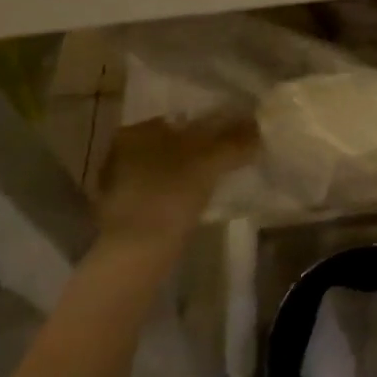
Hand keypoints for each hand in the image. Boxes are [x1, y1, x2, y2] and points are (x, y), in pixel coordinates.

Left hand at [92, 116, 257, 247]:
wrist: (134, 255)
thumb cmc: (169, 195)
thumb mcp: (209, 163)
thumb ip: (235, 142)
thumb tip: (259, 127)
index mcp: (136, 132)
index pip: (180, 120)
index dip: (209, 126)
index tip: (233, 136)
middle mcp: (120, 154)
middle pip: (172, 145)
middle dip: (198, 150)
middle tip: (228, 158)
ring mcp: (117, 186)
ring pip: (164, 170)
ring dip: (188, 174)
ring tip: (218, 181)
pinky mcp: (121, 215)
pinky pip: (158, 194)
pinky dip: (177, 195)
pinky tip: (195, 204)